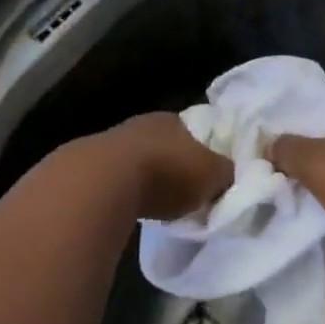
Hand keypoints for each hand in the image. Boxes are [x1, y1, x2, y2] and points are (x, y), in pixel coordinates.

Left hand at [103, 112, 233, 220]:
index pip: (197, 132)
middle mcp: (148, 122)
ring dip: (151, 176)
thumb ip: (225, 173)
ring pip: (143, 157)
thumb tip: (230, 176)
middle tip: (187, 191)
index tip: (210, 175)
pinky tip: (133, 205)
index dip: (206, 153)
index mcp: (178, 118)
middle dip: (177, 164)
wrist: (107, 182)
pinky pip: (121, 175)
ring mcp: (118, 139)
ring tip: (159, 201)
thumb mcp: (212, 176)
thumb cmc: (169, 173)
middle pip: (169, 144)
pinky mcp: (94, 163)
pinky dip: (129, 188)